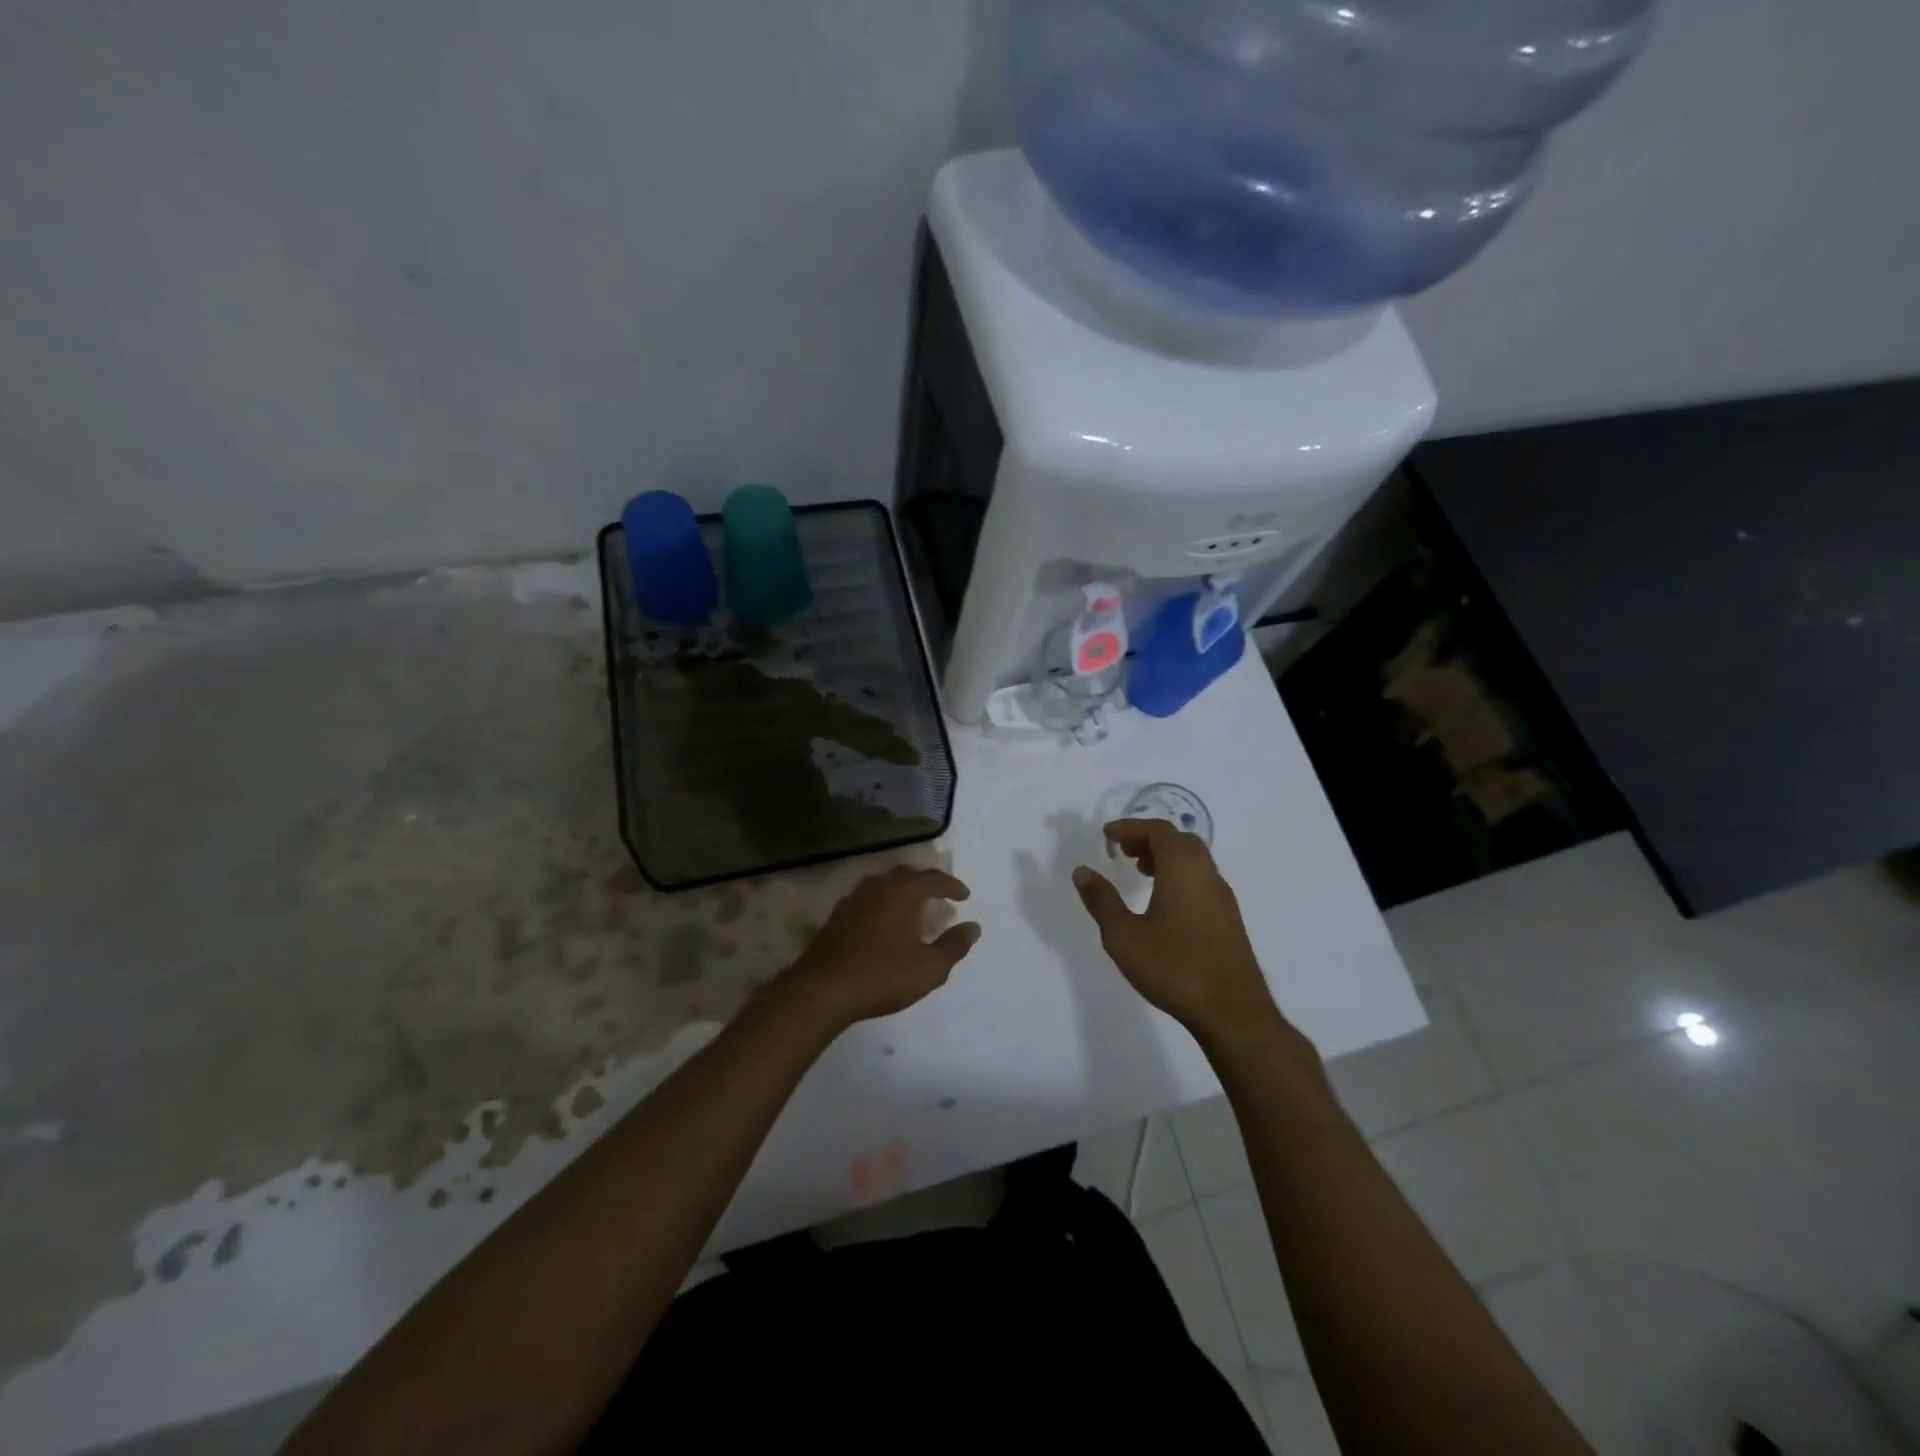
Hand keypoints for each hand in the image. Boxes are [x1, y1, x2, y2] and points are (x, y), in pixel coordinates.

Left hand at [777, 866, 980, 1031]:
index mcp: (903, 892)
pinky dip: (883, 903)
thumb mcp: (929, 968)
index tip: (964, 896)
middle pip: (907, 874)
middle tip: (940, 894)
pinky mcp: (837, 916)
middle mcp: (878, 886)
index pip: (934, 879)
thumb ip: (954, 945)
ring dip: (902, 890)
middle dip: (926, 882)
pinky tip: (884, 921)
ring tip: (914, 905)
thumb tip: (973, 927)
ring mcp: (853, 899)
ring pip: (884, 884)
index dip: (952, 886)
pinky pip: (868, 899)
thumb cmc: (882, 975)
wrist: (822, 990)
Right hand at [1072, 819, 1283, 1044]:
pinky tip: (1163, 905)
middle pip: (1179, 841)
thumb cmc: (1174, 967)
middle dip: (1149, 840)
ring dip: (1165, 858)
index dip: (1131, 827)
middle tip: (1123, 852)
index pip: (1158, 831)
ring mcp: (1222, 898)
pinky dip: (1179, 877)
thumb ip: (1102, 900)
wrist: (1232, 1012)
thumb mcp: (1124, 935)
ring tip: (1140, 874)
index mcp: (1183, 868)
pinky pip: (1201, 881)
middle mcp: (1207, 874)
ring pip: (1194, 861)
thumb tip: (1082, 871)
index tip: (1107, 835)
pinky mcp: (1229, 920)